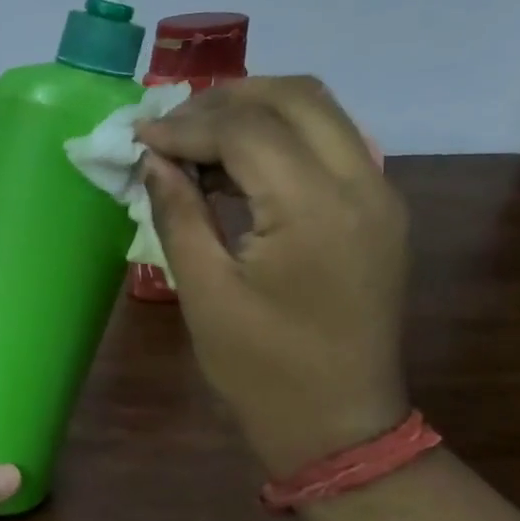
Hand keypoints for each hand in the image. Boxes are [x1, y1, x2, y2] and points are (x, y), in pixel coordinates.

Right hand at [135, 76, 409, 474]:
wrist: (338, 423)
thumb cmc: (261, 368)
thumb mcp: (204, 291)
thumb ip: (178, 213)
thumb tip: (154, 160)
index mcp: (314, 209)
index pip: (247, 129)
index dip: (186, 124)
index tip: (140, 137)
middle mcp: (361, 185)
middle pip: (296, 96)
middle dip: (225, 99)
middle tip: (171, 126)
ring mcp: (379, 195)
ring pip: (319, 112)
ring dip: (254, 112)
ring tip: (195, 141)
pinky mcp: (378, 211)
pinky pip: (329, 145)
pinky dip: (279, 138)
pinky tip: (234, 168)